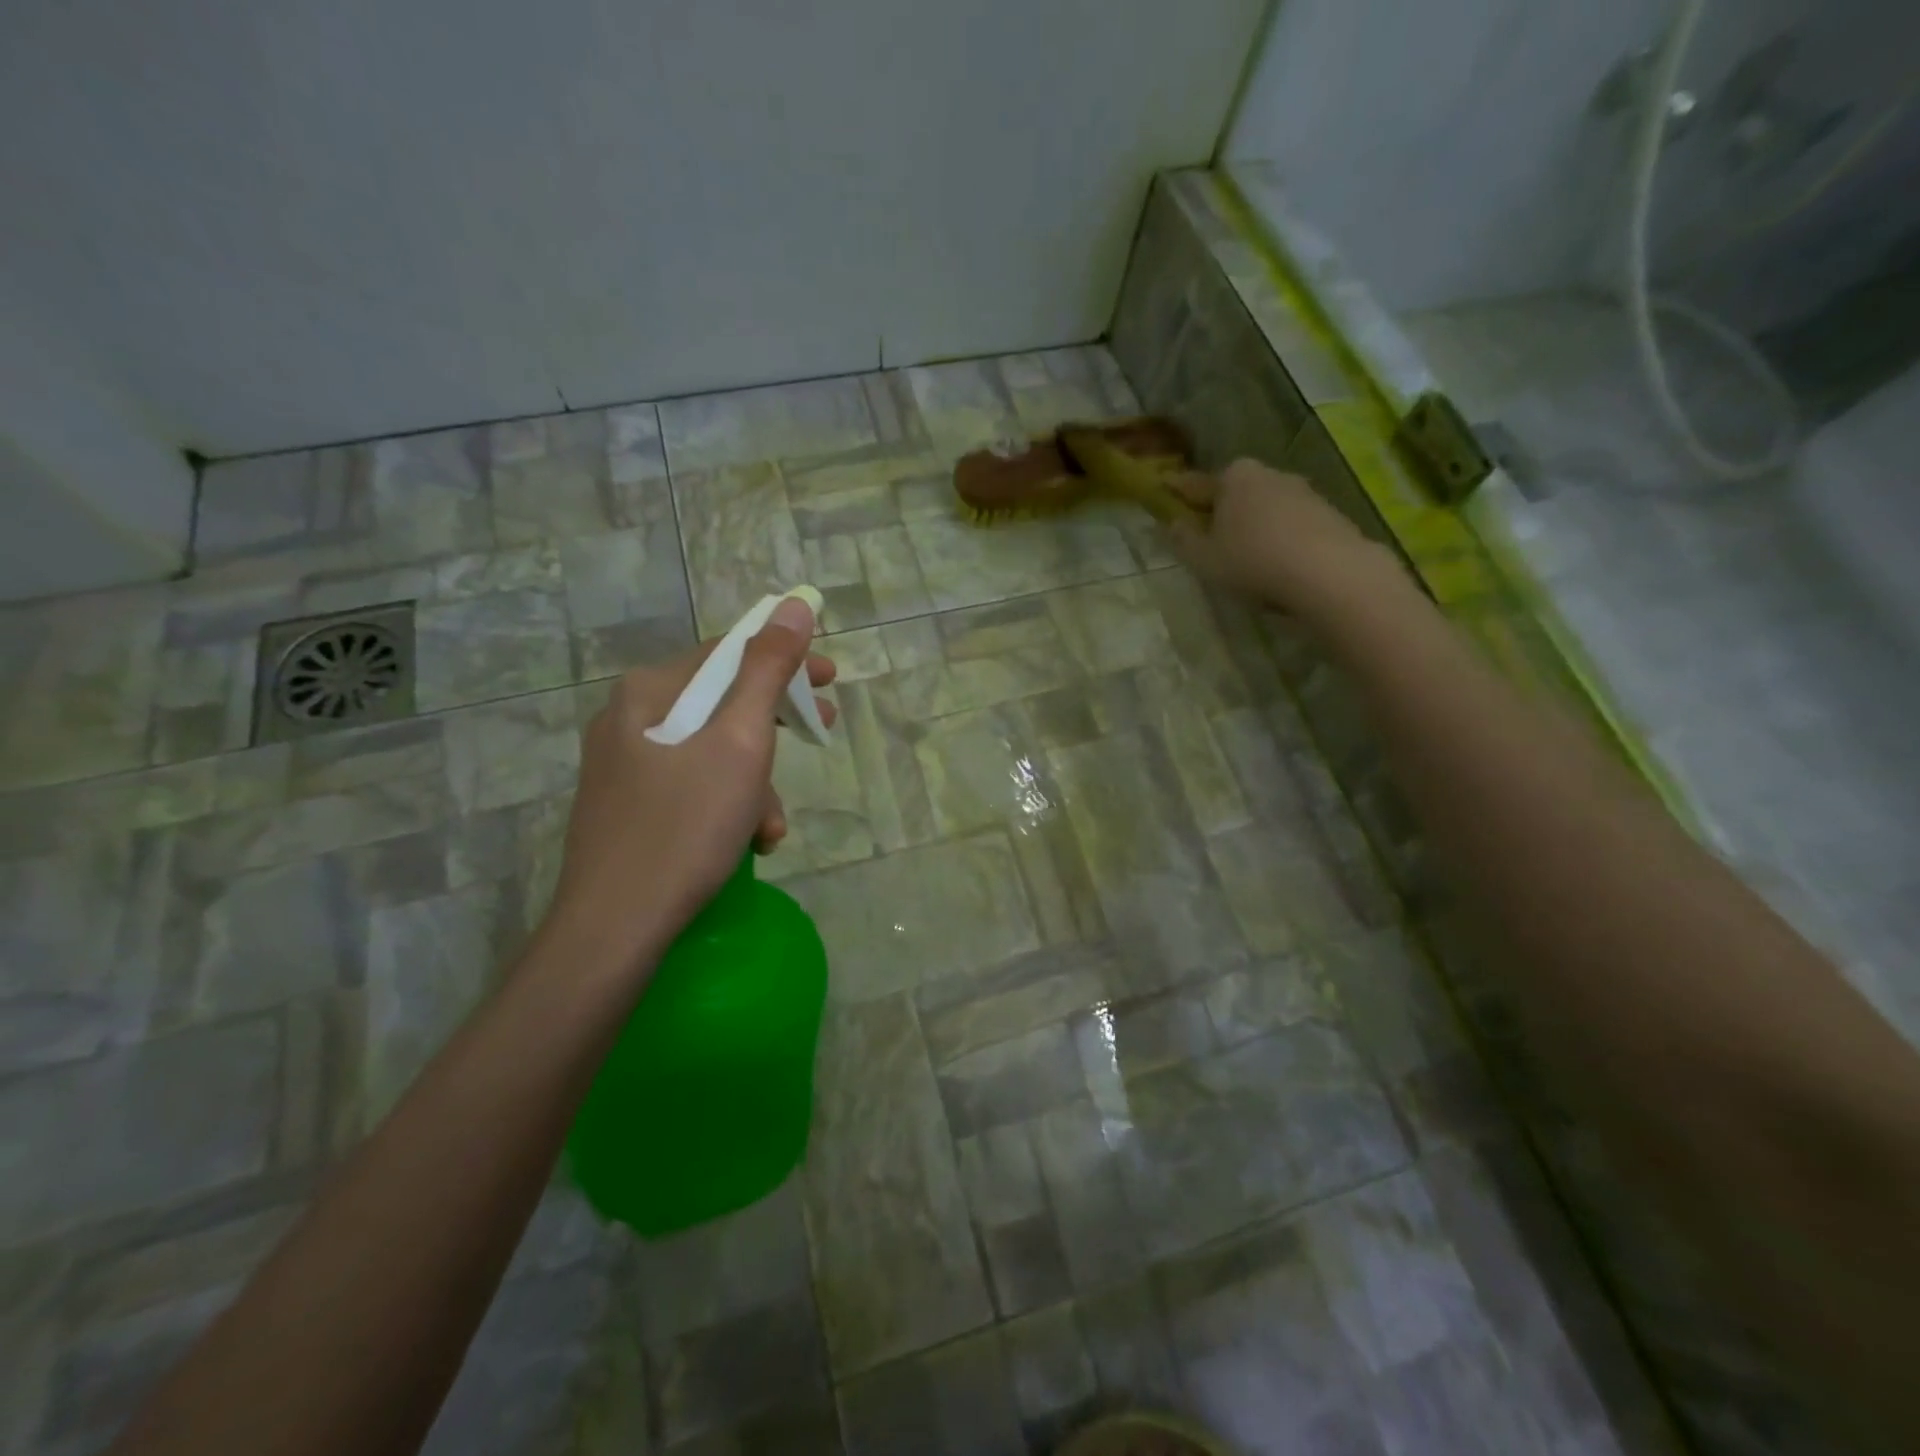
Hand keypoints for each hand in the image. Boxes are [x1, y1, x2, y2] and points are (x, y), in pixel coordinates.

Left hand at [543, 597, 837, 975]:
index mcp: (649, 692)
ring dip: (755, 782)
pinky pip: (692, 786)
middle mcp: (629, 718)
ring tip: (771, 827)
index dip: (786, 660)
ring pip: (711, 752)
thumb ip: (768, 670)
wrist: (615, 927)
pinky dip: (727, 805)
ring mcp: (624, 765)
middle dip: (776, 725)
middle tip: (824, 732)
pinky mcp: (628, 807)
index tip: (832, 679)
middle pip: (721, 702)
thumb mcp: (740, 742)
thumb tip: (794, 604)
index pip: (728, 653)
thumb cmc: (685, 827)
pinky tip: (747, 843)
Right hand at [1167, 458, 1391, 615]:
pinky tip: (1278, 565)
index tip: (1166, 494)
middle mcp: (1270, 474)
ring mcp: (1304, 492)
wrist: (1329, 572)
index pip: (1197, 484)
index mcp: (1234, 476)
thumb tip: (1174, 523)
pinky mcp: (1330, 514)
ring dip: (1255, 527)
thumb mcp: (1204, 558)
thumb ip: (1184, 539)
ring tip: (1247, 558)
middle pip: (1236, 493)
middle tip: (1210, 538)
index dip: (1179, 493)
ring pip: (1267, 509)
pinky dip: (1281, 539)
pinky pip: (1292, 526)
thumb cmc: (1253, 560)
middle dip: (1223, 511)